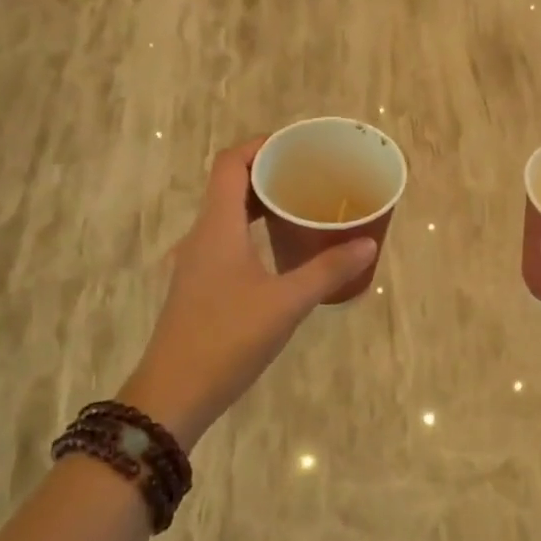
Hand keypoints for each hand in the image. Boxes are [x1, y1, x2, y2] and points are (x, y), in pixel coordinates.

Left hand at [121, 138, 376, 448]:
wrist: (173, 396)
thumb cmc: (227, 339)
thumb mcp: (286, 304)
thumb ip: (327, 270)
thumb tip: (367, 244)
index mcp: (216, 227)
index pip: (230, 163)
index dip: (260, 145)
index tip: (297, 145)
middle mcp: (202, 236)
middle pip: (230, 185)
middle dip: (268, 172)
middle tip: (311, 175)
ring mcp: (197, 262)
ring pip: (228, 214)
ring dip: (261, 203)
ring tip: (302, 206)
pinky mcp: (200, 285)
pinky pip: (227, 239)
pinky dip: (253, 230)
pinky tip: (281, 249)